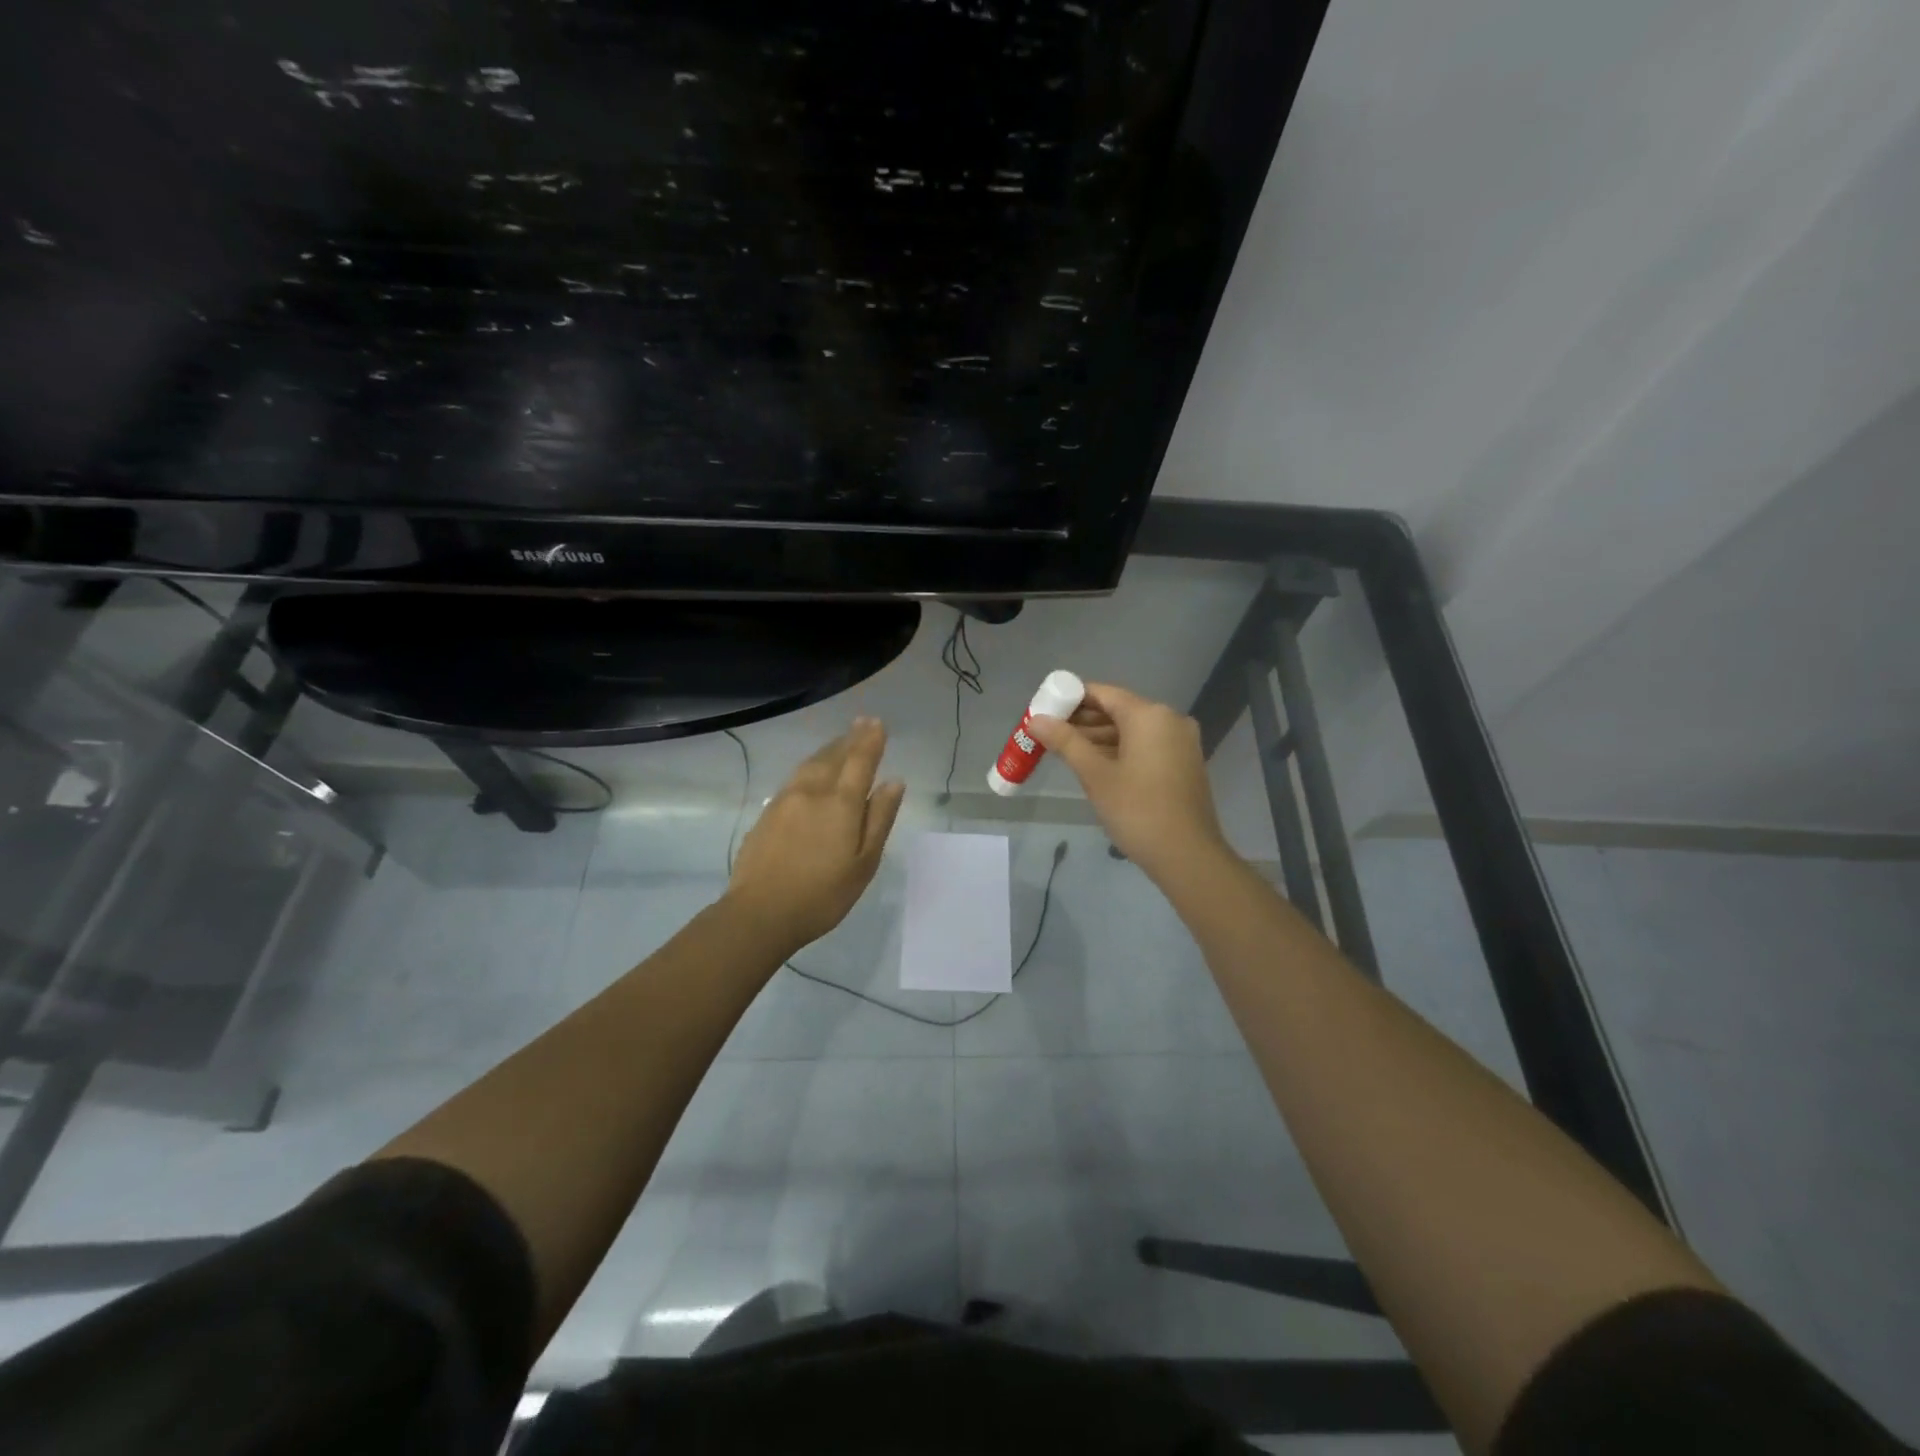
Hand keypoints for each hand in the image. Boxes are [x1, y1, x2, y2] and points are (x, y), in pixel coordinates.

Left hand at [725, 718, 906, 952]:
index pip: (860, 760)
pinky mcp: (767, 813)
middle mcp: (812, 792)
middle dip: (850, 739)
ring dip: (829, 749)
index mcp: (841, 803)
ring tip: (840, 742)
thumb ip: (879, 818)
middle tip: (862, 723)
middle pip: (834, 756)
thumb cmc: (823, 894)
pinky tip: (811, 772)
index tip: (877, 723)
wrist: (760, 913)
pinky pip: (795, 777)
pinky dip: (810, 766)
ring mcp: (785, 800)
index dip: (870, 740)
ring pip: (811, 764)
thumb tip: (894, 782)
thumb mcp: (864, 862)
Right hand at [1029, 683, 1229, 883]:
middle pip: (1118, 710)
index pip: (1103, 693)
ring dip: (1099, 738)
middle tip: (1049, 733)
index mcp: (1149, 715)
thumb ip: (1065, 742)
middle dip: (1083, 721)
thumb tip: (1036, 719)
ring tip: (1064, 750)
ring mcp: (1180, 742)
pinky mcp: (1184, 763)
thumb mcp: (1095, 775)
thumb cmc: (1137, 810)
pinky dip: (1120, 750)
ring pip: (1132, 730)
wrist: (1187, 856)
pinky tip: (1094, 764)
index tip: (1045, 711)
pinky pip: (1146, 745)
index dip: (1071, 699)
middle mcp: (1170, 720)